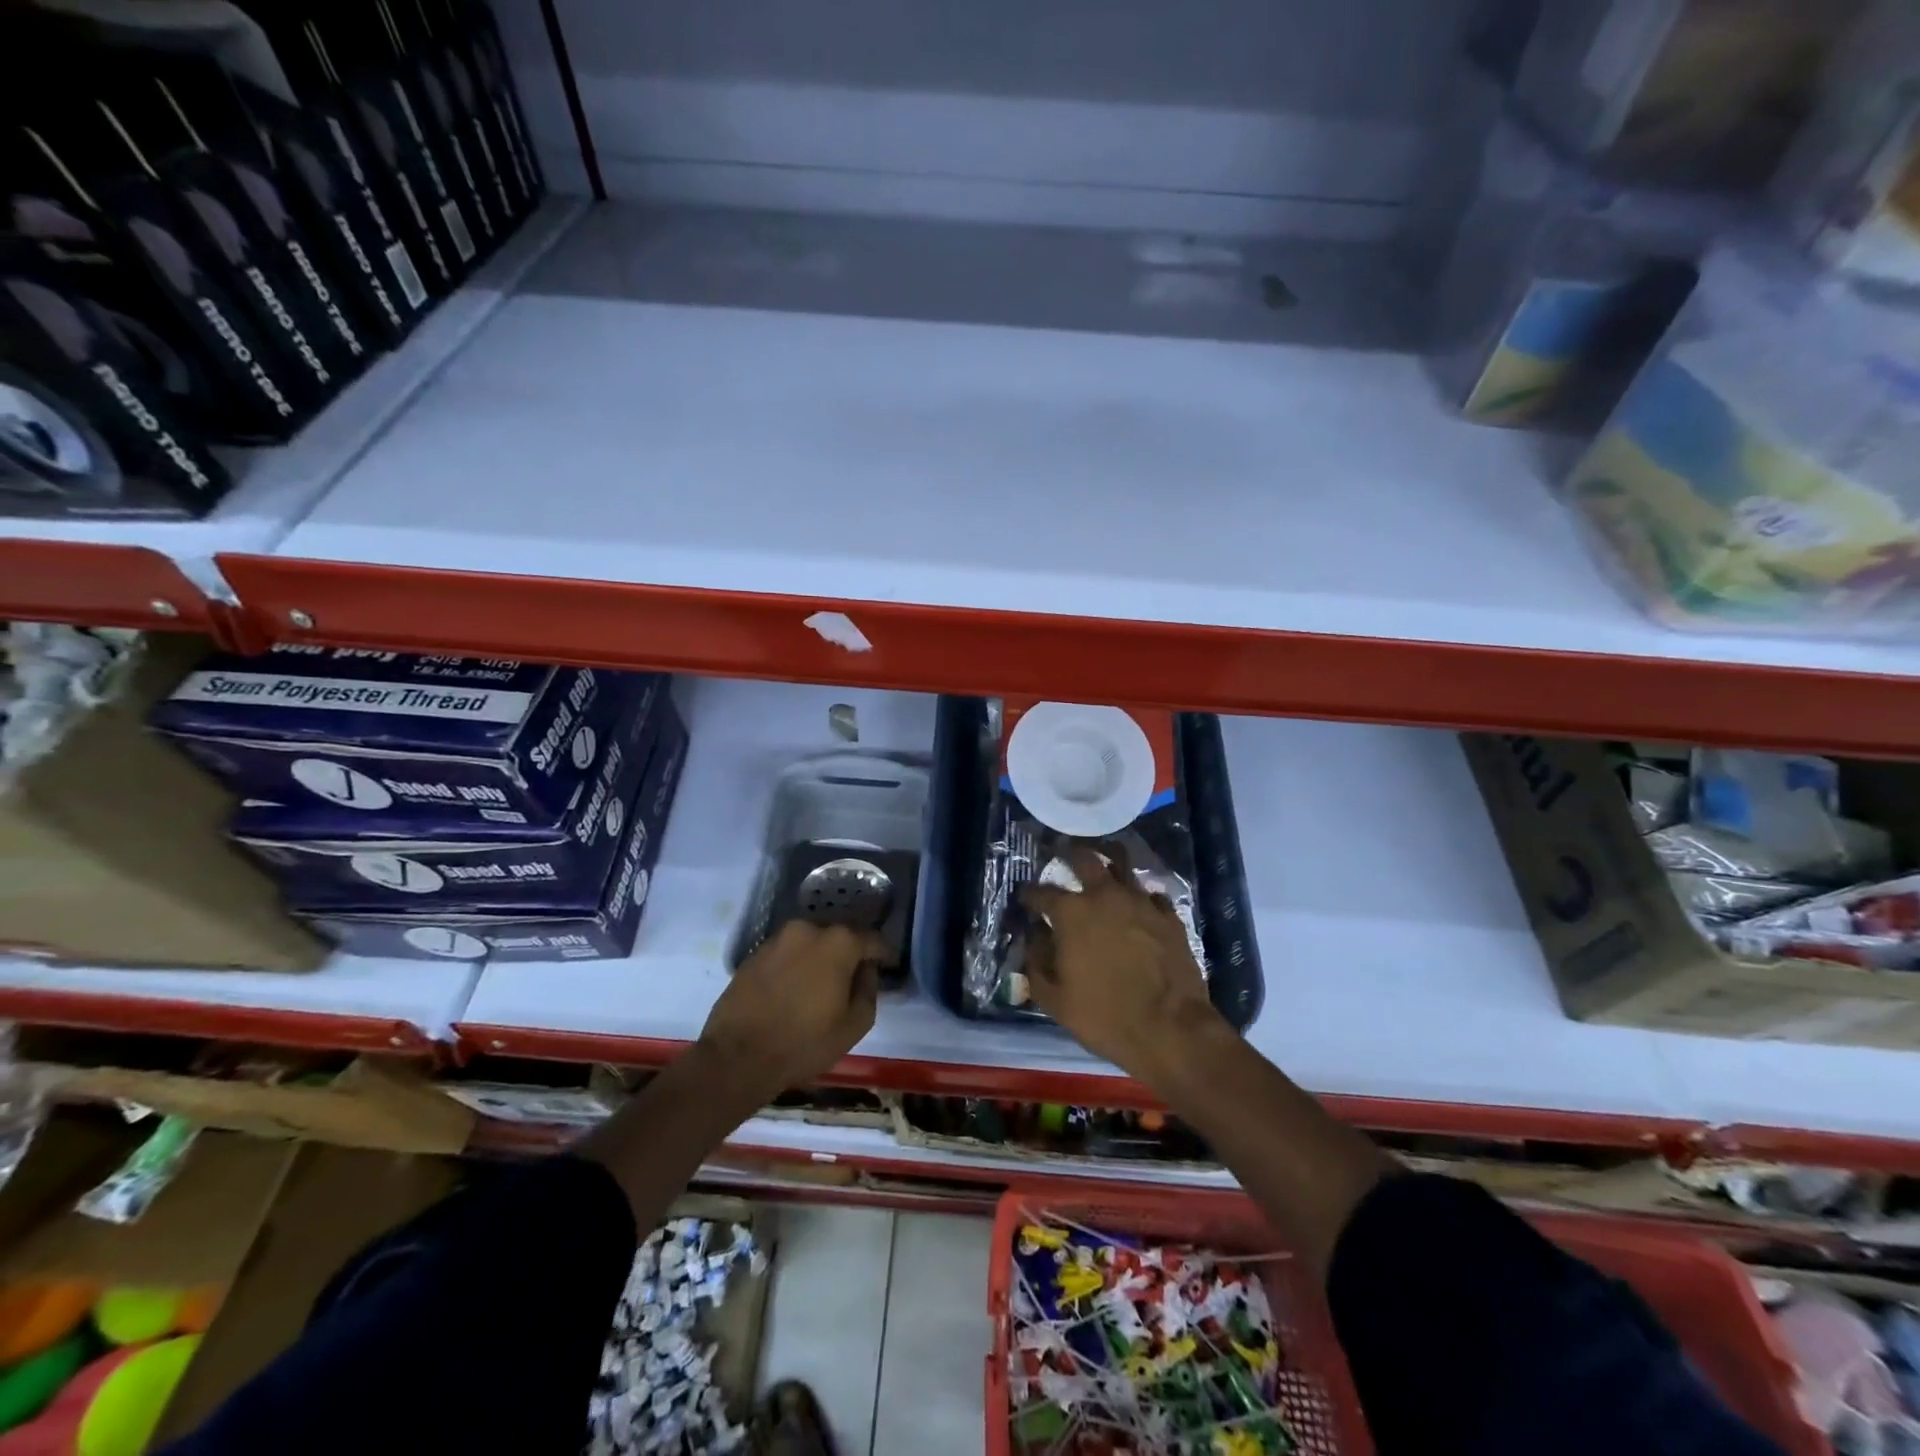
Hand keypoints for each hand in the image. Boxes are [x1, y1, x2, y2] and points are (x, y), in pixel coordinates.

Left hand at [698, 921, 888, 1102]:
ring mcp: (778, 939)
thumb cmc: (803, 1043)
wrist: (736, 1057)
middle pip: (839, 936)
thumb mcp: (854, 1025)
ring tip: (821, 987)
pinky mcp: (755, 953)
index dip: (882, 954)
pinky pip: (787, 953)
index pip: (872, 939)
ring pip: (811, 943)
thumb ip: (869, 990)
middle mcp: (808, 929)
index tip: (885, 967)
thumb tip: (866, 971)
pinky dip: (796, 966)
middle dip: (849, 954)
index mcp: (838, 942)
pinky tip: (794, 991)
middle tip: (852, 979)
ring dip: (820, 959)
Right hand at [1021, 845, 1225, 1084]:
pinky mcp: (1169, 915)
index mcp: (1071, 913)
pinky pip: (1151, 895)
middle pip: (1085, 858)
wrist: (1170, 1029)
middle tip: (1064, 857)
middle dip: (1070, 855)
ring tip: (1103, 870)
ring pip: (1123, 865)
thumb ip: (1036, 963)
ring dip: (1109, 865)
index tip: (1024, 897)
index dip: (1029, 894)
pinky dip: (1141, 898)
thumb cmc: (1104, 1016)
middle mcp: (1104, 895)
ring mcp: (1140, 902)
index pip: (1041, 892)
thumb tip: (1034, 939)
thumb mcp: (1055, 999)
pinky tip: (1139, 907)